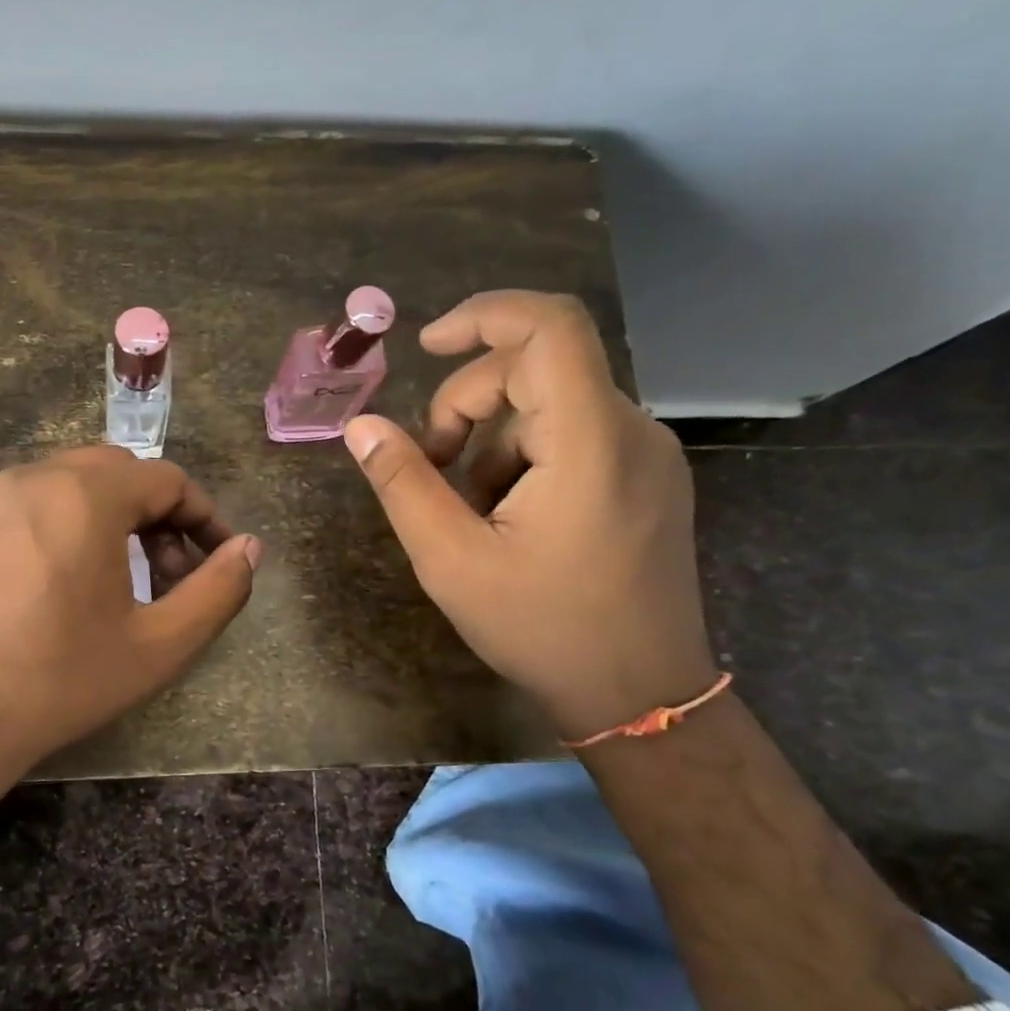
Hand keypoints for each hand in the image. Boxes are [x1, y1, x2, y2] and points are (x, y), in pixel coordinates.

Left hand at [0, 446, 261, 785]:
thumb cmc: (60, 681)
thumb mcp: (159, 646)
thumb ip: (218, 591)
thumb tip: (250, 548)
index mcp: (86, 497)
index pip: (167, 479)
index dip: (204, 516)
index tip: (218, 557)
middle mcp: (31, 480)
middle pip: (114, 473)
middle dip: (155, 513)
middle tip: (167, 570)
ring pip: (62, 487)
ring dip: (103, 519)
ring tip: (112, 580)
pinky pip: (17, 514)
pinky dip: (53, 532)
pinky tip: (48, 591)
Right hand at [344, 291, 717, 740]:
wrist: (640, 695)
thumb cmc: (542, 629)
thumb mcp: (451, 560)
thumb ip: (403, 484)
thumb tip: (360, 426)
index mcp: (589, 442)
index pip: (548, 327)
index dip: (483, 315)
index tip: (426, 346)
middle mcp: (632, 431)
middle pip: (537, 369)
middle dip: (466, 404)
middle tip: (429, 468)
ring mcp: (647, 456)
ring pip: (552, 406)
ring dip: (492, 439)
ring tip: (468, 508)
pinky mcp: (648, 480)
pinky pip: (575, 436)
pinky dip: (526, 457)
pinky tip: (507, 516)